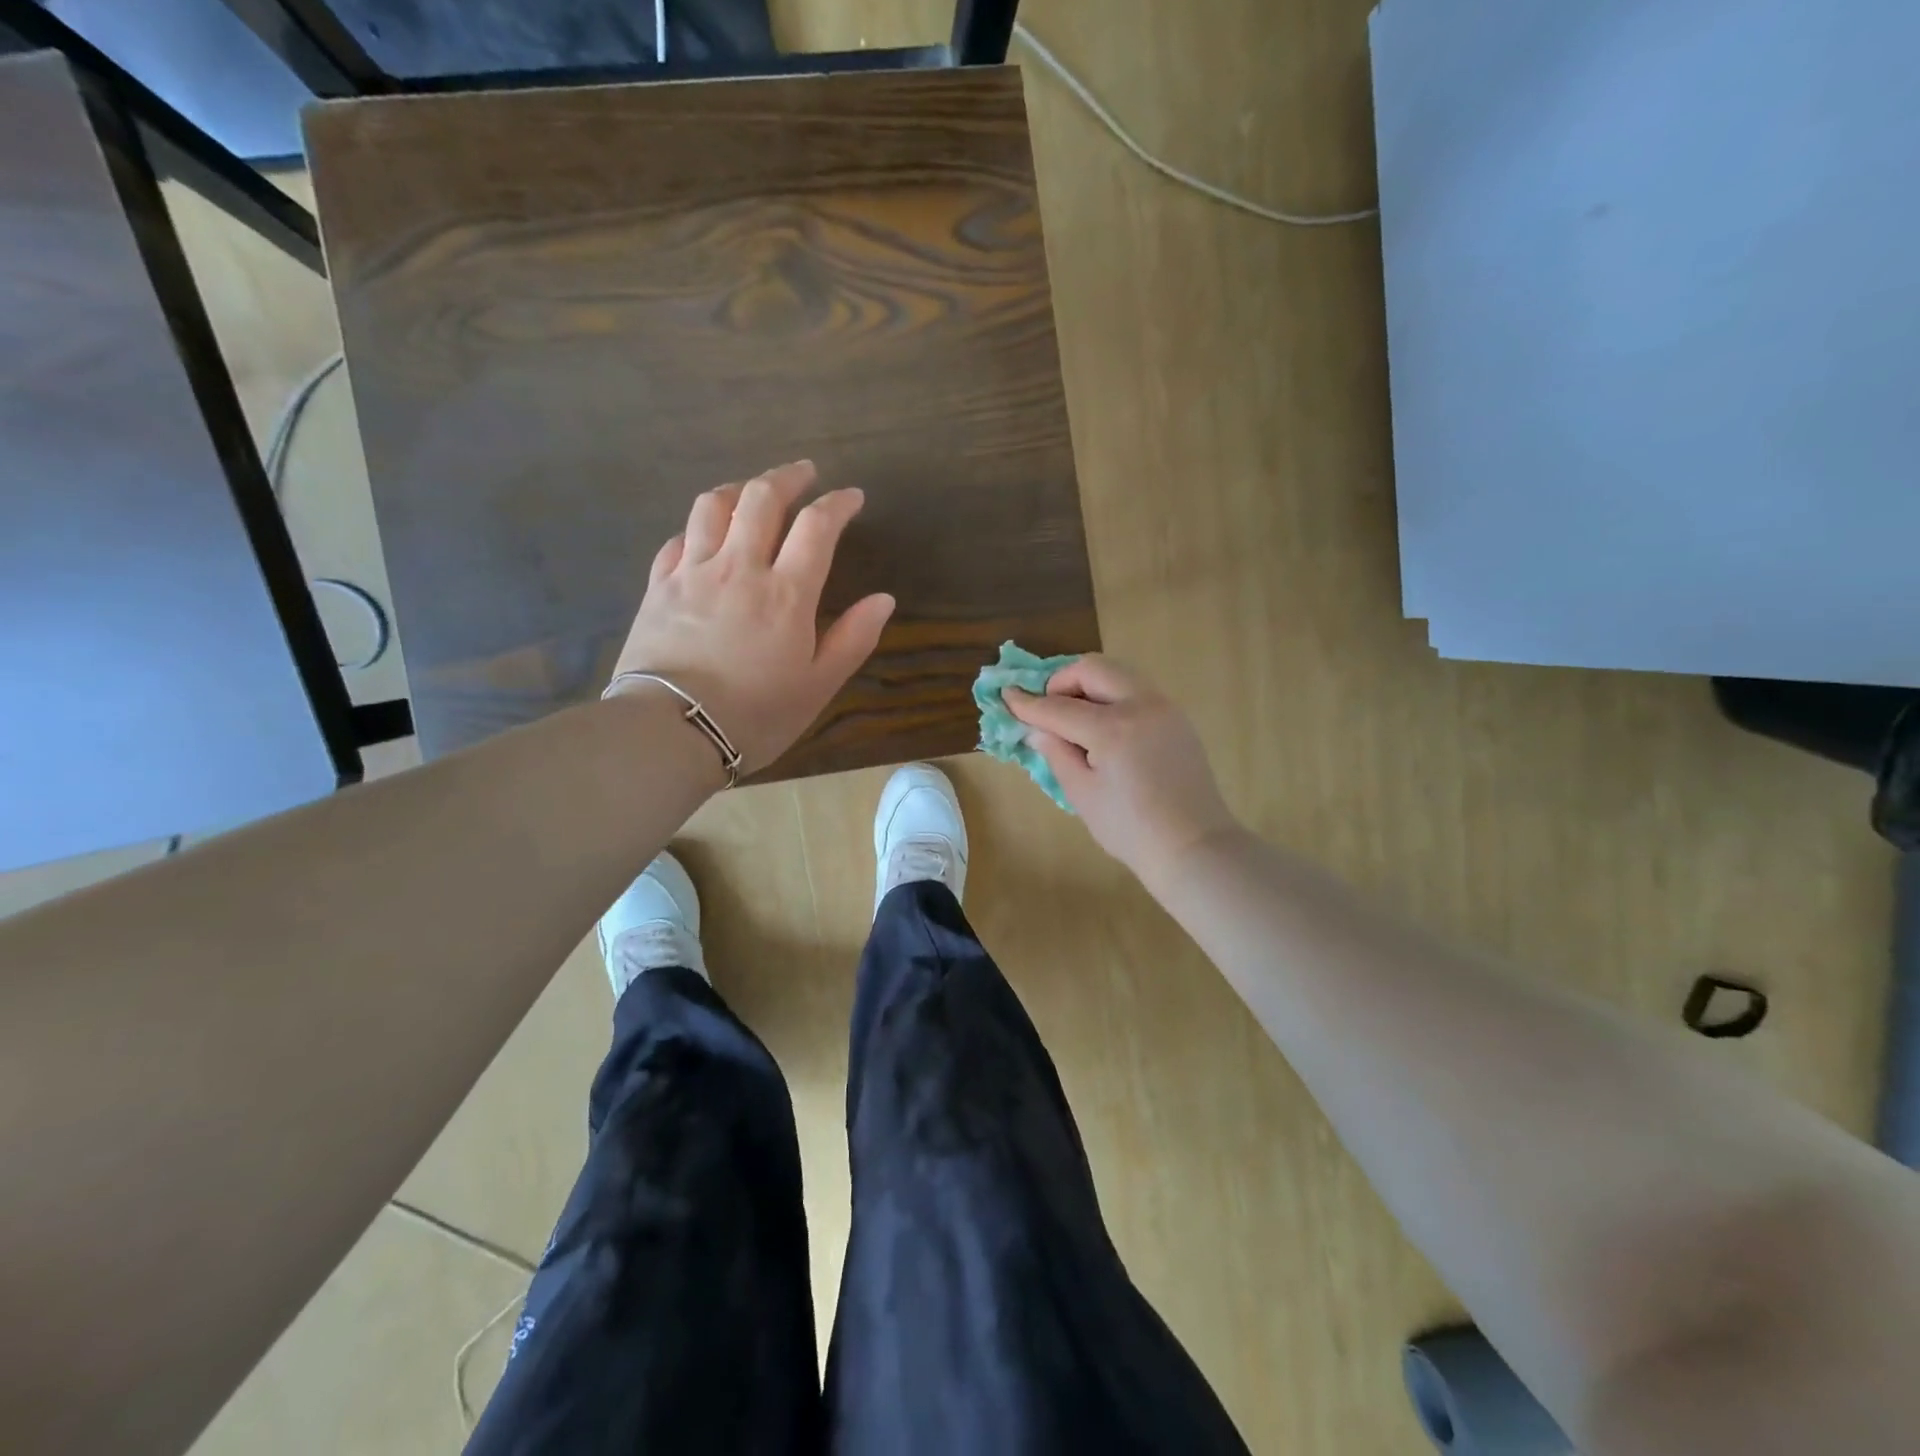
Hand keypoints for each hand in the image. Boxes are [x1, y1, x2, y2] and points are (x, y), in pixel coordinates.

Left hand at [610, 461, 894, 772]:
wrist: (671, 732)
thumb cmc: (755, 715)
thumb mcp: (818, 685)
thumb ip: (853, 639)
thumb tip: (884, 599)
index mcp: (786, 593)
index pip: (817, 526)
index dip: (838, 504)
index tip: (852, 497)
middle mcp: (739, 568)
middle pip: (762, 498)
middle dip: (788, 476)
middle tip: (805, 473)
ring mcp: (693, 573)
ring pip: (713, 506)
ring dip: (739, 489)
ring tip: (753, 491)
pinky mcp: (658, 587)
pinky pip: (677, 540)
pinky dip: (697, 527)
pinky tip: (704, 535)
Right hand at [1005, 656, 1238, 885]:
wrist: (1193, 846)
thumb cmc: (1131, 829)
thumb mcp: (1082, 794)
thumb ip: (1057, 753)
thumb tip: (1038, 729)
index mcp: (1113, 728)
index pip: (1059, 707)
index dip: (1028, 703)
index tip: (1007, 696)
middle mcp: (1141, 705)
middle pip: (1093, 668)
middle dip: (1062, 681)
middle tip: (1048, 708)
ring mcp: (1164, 707)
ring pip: (1118, 673)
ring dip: (1089, 685)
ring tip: (1074, 717)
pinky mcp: (1177, 717)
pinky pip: (1137, 690)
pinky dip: (1112, 696)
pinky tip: (1103, 727)